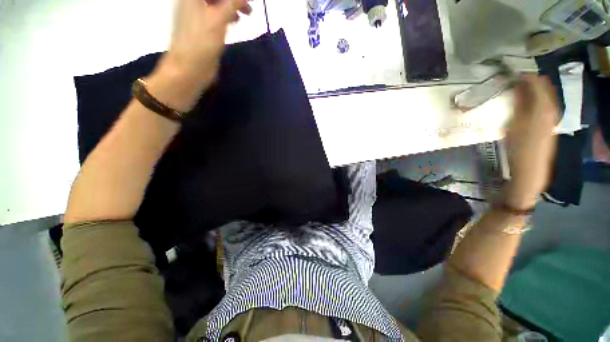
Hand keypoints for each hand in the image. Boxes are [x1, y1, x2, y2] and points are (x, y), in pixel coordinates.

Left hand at [161, 0, 251, 87]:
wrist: (189, 67)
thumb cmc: (202, 41)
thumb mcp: (219, 18)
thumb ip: (233, 3)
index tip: (244, 1)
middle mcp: (192, 0)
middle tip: (248, 6)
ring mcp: (195, 14)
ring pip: (215, 3)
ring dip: (231, 5)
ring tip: (246, 13)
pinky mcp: (200, 27)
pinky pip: (214, 14)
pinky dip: (226, 15)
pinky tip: (235, 21)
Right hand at [503, 75, 558, 209]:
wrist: (532, 169)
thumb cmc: (520, 148)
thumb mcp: (514, 124)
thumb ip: (518, 104)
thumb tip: (516, 86)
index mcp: (543, 107)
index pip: (537, 83)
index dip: (524, 76)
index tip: (510, 74)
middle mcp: (551, 109)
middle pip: (544, 88)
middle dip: (530, 82)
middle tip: (513, 81)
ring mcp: (551, 117)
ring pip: (544, 96)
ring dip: (532, 91)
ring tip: (517, 90)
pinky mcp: (548, 124)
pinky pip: (544, 105)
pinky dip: (535, 100)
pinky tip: (525, 104)